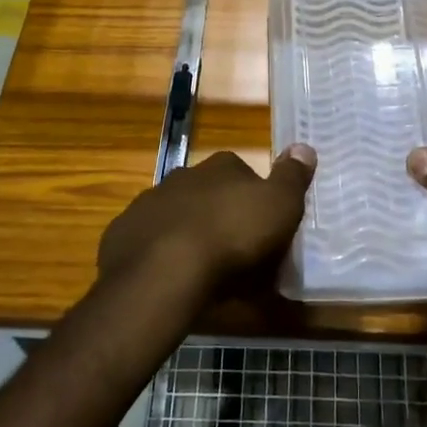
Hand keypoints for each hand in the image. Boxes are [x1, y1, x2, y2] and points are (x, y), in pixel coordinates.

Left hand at [99, 146, 316, 298]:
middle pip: (207, 193)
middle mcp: (182, 176)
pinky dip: (159, 255)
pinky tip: (169, 279)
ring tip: (201, 271)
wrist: (164, 273)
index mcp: (221, 167)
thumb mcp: (279, 206)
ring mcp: (148, 204)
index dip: (254, 198)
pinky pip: (147, 242)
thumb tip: (304, 147)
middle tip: (234, 253)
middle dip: (219, 215)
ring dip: (187, 233)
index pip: (243, 172)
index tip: (263, 227)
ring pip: (175, 216)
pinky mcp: (123, 234)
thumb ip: (292, 176)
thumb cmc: (232, 237)